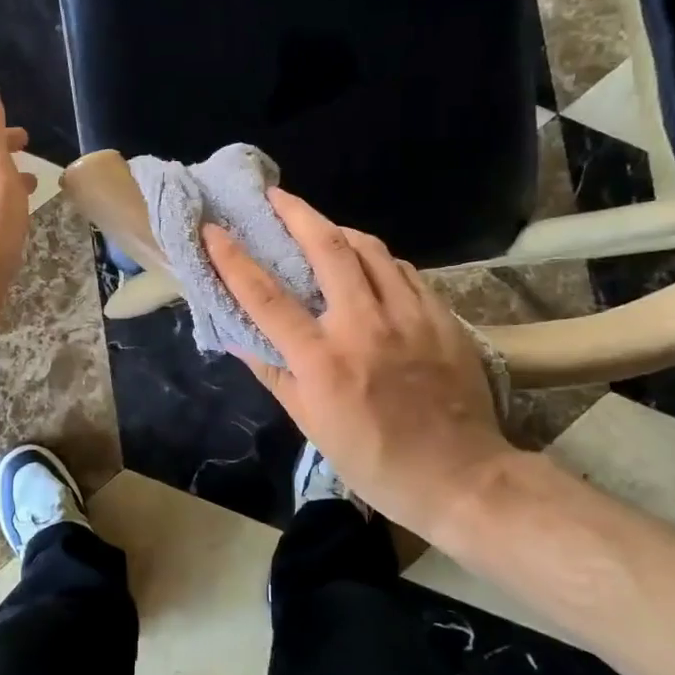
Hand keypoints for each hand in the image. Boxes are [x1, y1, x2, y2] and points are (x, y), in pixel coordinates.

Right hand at [203, 189, 513, 538]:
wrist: (460, 477)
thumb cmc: (374, 459)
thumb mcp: (311, 424)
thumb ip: (273, 373)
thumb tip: (238, 336)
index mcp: (323, 359)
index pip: (266, 297)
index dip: (234, 259)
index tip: (214, 229)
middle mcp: (364, 326)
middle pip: (327, 248)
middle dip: (296, 213)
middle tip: (276, 197)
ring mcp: (409, 316)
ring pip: (371, 249)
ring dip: (339, 229)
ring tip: (320, 227)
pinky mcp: (441, 317)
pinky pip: (403, 271)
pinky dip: (378, 259)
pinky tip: (370, 265)